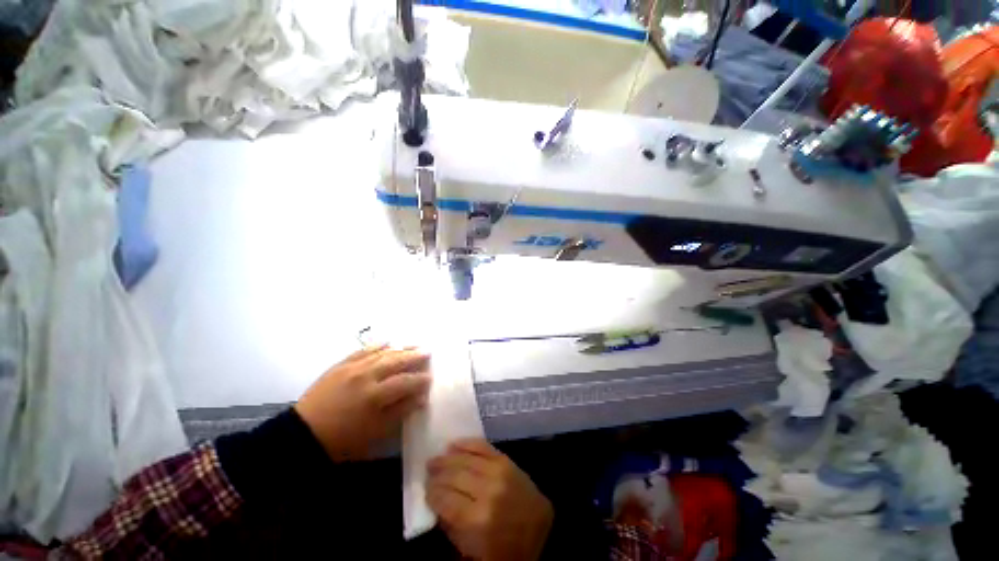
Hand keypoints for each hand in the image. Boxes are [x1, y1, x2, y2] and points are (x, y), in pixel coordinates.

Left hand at [294, 345, 430, 460]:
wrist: (302, 434)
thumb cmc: (342, 439)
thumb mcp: (375, 432)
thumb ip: (400, 411)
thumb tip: (421, 397)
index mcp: (375, 395)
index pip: (405, 381)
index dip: (420, 379)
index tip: (431, 377)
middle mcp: (366, 376)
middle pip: (396, 361)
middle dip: (415, 356)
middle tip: (428, 351)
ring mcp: (352, 367)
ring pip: (382, 352)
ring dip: (400, 348)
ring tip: (414, 344)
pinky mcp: (341, 365)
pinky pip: (363, 350)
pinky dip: (377, 345)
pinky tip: (388, 341)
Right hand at [427, 439, 553, 560]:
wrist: (537, 526)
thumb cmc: (504, 546)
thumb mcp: (472, 549)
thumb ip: (451, 526)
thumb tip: (437, 503)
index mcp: (477, 520)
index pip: (445, 499)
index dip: (432, 493)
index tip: (425, 490)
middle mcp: (487, 492)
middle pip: (454, 476)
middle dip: (438, 473)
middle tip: (427, 470)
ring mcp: (498, 472)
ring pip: (466, 459)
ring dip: (448, 458)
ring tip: (435, 458)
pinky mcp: (506, 460)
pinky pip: (483, 446)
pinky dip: (467, 444)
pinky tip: (454, 444)